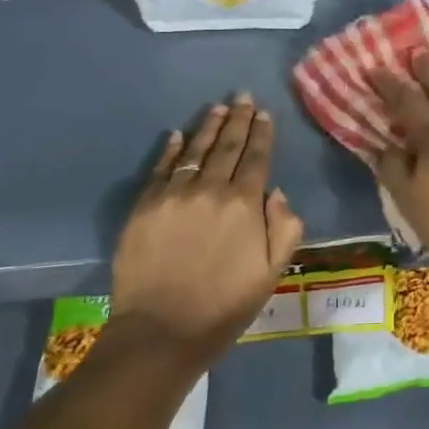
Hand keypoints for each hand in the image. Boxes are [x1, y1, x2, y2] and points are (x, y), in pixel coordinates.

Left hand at [109, 96, 303, 370]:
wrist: (162, 331)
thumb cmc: (225, 305)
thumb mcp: (272, 272)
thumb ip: (284, 228)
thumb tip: (277, 192)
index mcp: (244, 205)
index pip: (256, 158)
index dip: (262, 134)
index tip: (264, 113)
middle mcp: (209, 190)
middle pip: (227, 147)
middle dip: (238, 120)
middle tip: (244, 96)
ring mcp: (172, 196)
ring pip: (195, 151)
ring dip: (209, 127)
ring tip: (218, 108)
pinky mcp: (144, 207)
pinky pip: (161, 169)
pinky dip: (172, 149)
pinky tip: (178, 135)